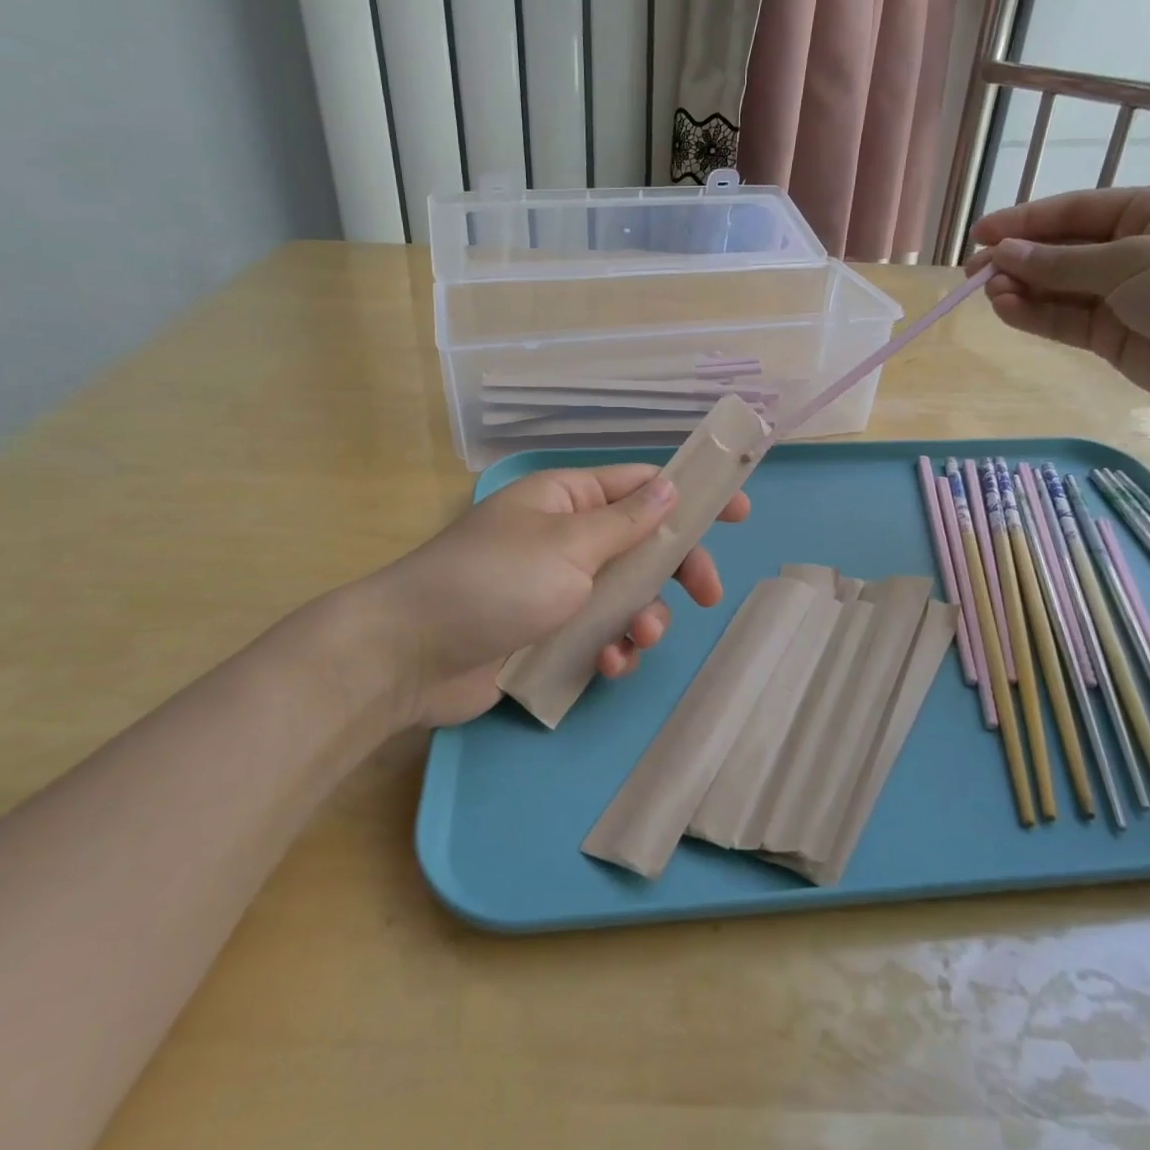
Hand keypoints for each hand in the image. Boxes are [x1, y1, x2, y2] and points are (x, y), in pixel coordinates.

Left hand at [364, 465, 749, 725]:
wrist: (412, 655)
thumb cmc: (493, 582)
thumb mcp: (568, 544)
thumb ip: (626, 521)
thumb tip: (669, 486)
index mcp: (567, 499)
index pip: (642, 485)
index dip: (691, 494)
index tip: (737, 510)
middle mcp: (566, 539)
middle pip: (642, 545)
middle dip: (676, 570)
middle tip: (709, 594)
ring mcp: (557, 589)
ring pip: (626, 596)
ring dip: (643, 618)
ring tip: (635, 638)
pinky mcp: (548, 636)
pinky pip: (599, 635)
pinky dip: (612, 649)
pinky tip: (608, 664)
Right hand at [967, 185, 1149, 426]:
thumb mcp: (1132, 262)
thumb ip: (1061, 262)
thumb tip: (1002, 254)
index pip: (1076, 211)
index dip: (1025, 222)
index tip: (980, 233)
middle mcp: (1134, 250)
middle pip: (1062, 250)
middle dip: (1017, 259)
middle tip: (971, 272)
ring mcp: (1123, 296)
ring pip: (1058, 289)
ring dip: (1022, 289)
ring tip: (987, 293)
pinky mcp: (1113, 336)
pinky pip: (1064, 320)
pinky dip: (1035, 315)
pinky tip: (1006, 310)